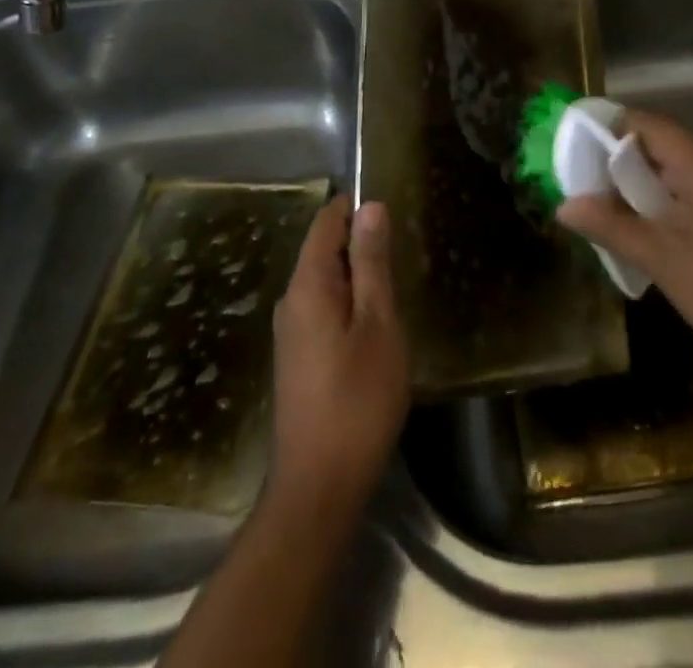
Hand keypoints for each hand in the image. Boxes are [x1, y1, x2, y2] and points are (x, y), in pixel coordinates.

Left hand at [268, 198, 409, 517]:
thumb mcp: (377, 324)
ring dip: (357, 274)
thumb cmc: (357, 399)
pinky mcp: (297, 357)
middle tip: (402, 250)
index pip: (326, 221)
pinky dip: (348, 301)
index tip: (391, 207)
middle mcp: (290, 300)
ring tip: (394, 284)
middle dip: (360, 241)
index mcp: (307, 284)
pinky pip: (322, 307)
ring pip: (325, 281)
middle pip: (323, 249)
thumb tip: (370, 206)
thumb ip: (372, 263)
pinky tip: (374, 324)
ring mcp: (290, 331)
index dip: (355, 206)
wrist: (318, 486)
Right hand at [557, 112, 692, 373]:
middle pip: (658, 144)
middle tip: (582, 191)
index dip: (606, 131)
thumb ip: (613, 228)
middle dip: (617, 164)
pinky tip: (648, 234)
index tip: (572, 152)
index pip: (644, 123)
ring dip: (640, 188)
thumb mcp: (665, 262)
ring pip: (675, 170)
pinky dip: (665, 202)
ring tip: (606, 215)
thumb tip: (564, 206)